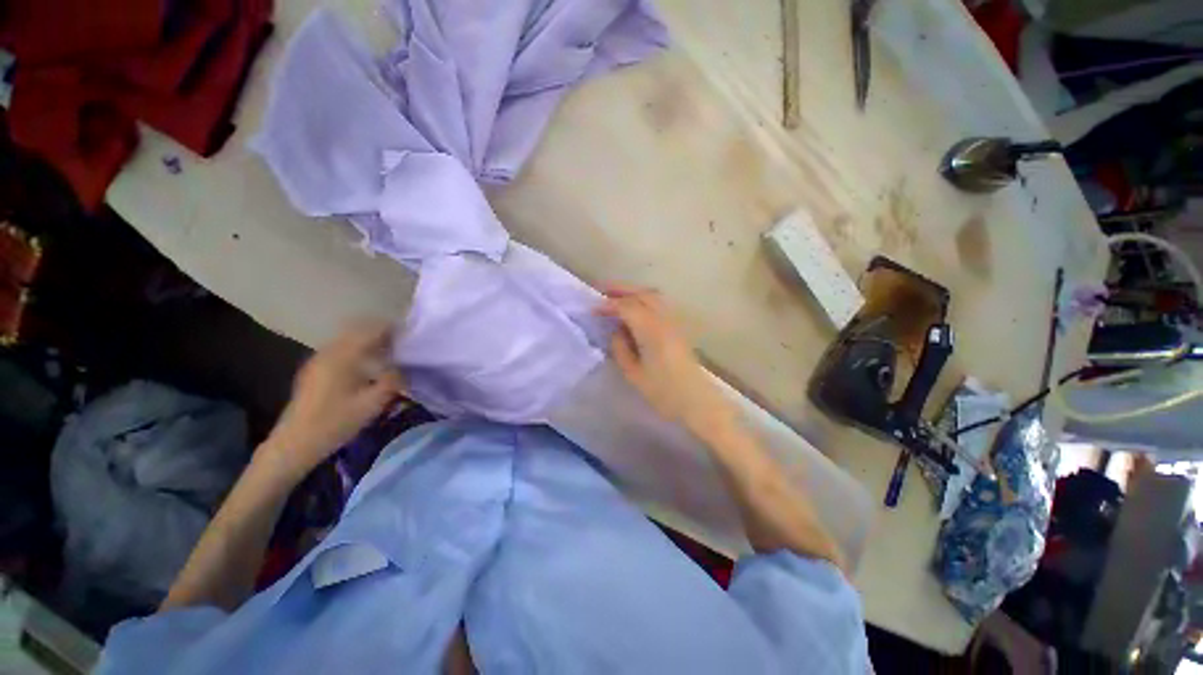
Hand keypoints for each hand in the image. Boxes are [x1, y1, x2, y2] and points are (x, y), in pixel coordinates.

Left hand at [261, 320, 404, 479]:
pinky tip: (368, 365)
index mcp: (343, 356)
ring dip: (369, 341)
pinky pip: (341, 349)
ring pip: (348, 339)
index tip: (411, 333)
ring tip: (389, 353)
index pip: (371, 330)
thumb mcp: (373, 404)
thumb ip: (393, 381)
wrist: (295, 443)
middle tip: (402, 343)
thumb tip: (402, 368)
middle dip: (381, 332)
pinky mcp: (315, 370)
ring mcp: (319, 360)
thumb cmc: (336, 422)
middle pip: (358, 330)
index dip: (392, 328)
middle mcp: (329, 352)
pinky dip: (358, 350)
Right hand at [596, 285, 737, 441]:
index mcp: (651, 330)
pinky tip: (636, 309)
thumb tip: (616, 332)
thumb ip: (621, 349)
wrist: (697, 401)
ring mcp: (674, 322)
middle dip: (621, 289)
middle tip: (602, 291)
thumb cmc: (664, 392)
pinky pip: (660, 304)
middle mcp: (664, 320)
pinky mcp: (679, 328)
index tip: (593, 310)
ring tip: (617, 296)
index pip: (627, 307)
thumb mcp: (634, 374)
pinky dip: (645, 299)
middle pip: (642, 294)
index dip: (608, 305)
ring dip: (634, 292)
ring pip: (653, 296)